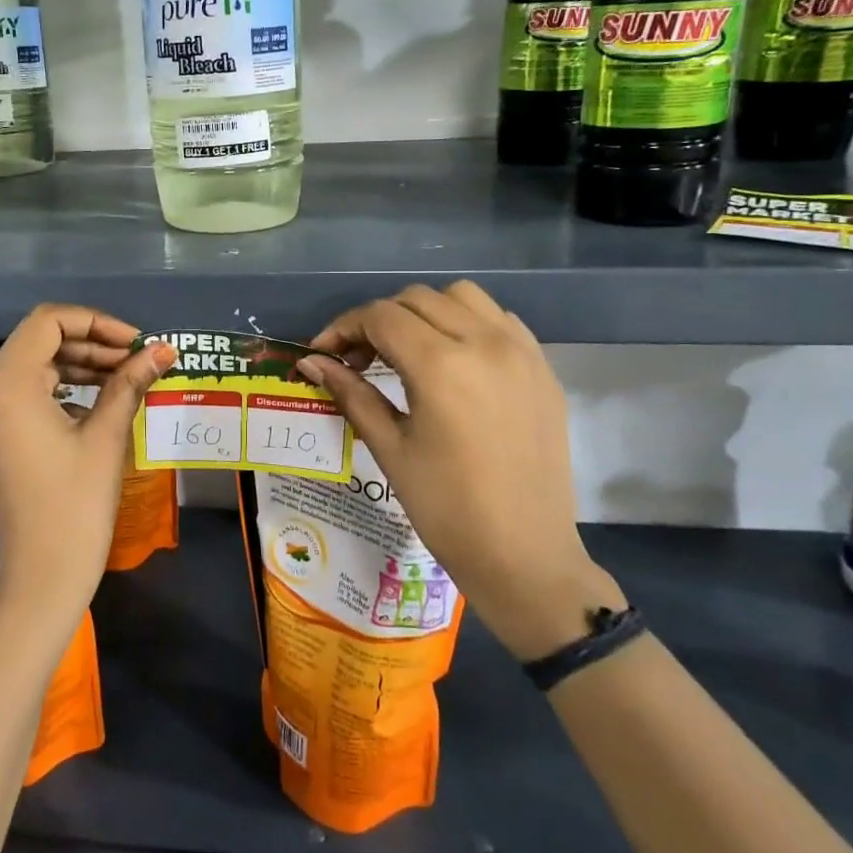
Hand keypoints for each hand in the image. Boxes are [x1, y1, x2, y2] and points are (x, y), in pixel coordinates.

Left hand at [0, 305, 172, 633]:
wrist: (45, 576)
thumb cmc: (76, 505)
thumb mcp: (107, 436)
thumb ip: (130, 383)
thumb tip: (164, 349)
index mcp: (10, 386)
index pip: (48, 322)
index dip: (95, 321)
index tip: (135, 342)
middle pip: (41, 339)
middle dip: (92, 341)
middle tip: (138, 358)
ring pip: (38, 363)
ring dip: (82, 361)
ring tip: (128, 375)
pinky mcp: (2, 434)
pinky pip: (33, 390)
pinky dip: (67, 384)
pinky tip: (102, 397)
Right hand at [300, 282, 622, 658]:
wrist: (524, 556)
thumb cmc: (446, 509)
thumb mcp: (390, 448)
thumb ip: (351, 393)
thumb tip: (310, 362)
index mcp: (441, 365)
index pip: (380, 317)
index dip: (343, 328)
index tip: (323, 354)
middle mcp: (484, 343)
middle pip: (417, 299)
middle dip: (378, 320)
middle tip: (359, 359)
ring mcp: (521, 352)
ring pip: (462, 297)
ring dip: (425, 312)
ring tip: (408, 352)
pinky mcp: (542, 368)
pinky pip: (499, 320)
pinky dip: (468, 323)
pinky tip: (455, 360)